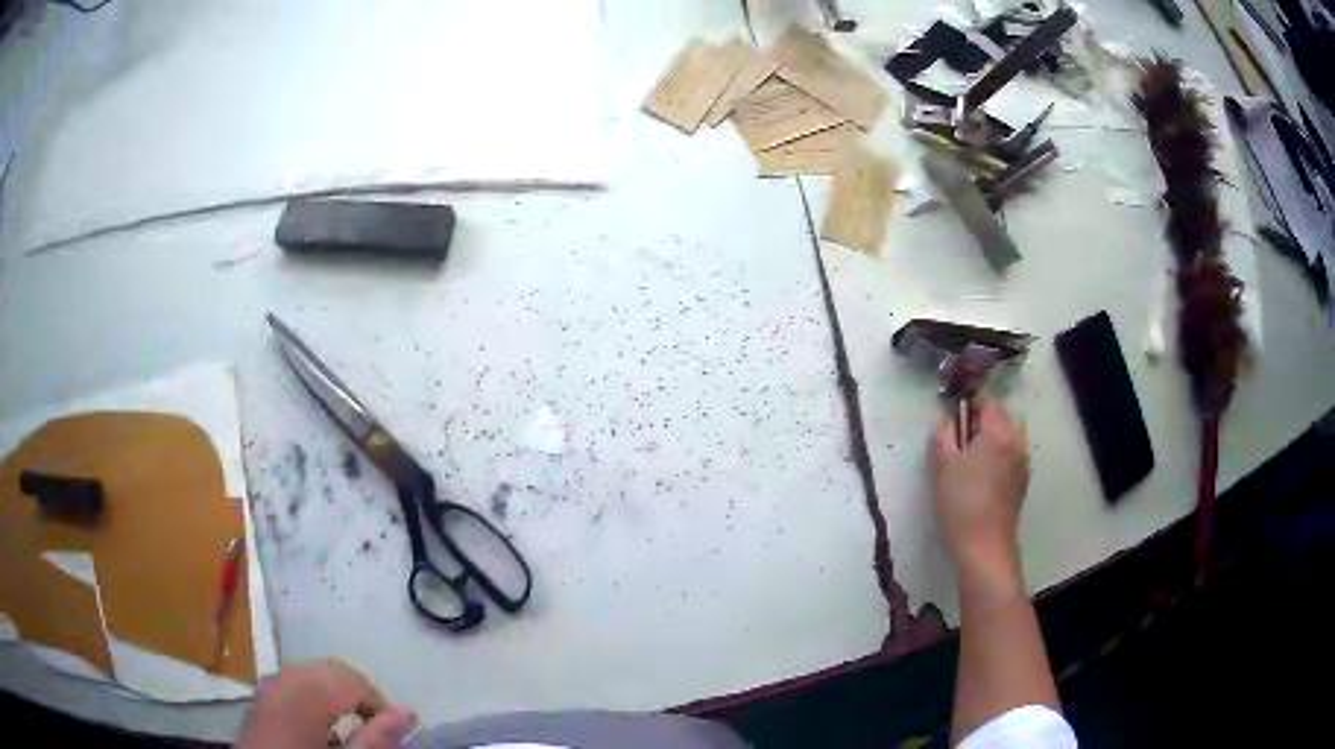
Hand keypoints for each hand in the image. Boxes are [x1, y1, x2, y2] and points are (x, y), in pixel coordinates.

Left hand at [235, 658, 416, 748]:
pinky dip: (314, 695)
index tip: (393, 731)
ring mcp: (269, 684)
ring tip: (352, 726)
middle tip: (376, 727)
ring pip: (312, 673)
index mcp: (305, 691)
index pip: (354, 681)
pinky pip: (294, 681)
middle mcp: (285, 677)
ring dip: (336, 693)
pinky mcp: (262, 696)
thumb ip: (376, 738)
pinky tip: (321, 724)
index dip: (379, 704)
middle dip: (358, 694)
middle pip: (331, 670)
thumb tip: (408, 710)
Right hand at [929, 399, 1029, 584]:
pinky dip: (999, 458)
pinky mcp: (1022, 484)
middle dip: (982, 423)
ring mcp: (1023, 464)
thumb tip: (948, 420)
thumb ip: (943, 433)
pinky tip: (983, 481)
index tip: (953, 426)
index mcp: (999, 432)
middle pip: (1002, 417)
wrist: (983, 548)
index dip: (969, 408)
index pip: (988, 402)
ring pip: (1009, 437)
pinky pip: (1012, 457)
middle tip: (959, 445)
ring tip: (971, 463)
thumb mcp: (941, 464)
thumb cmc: (960, 503)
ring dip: (992, 441)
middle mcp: (1017, 442)